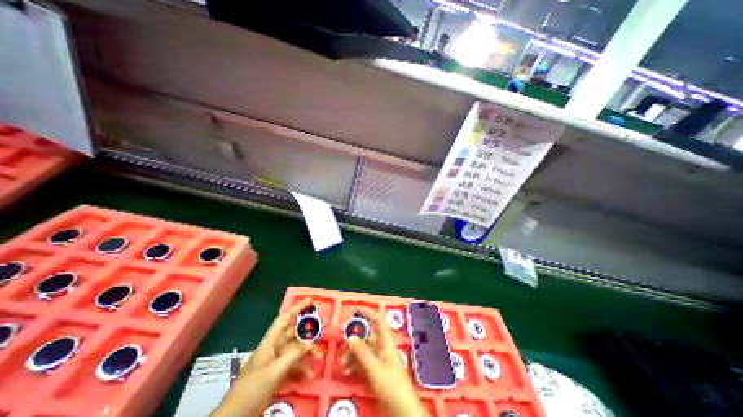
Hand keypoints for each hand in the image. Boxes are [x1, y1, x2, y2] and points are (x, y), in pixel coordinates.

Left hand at [212, 298, 322, 414]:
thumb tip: (310, 341)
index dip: (296, 308)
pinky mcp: (277, 374)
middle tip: (323, 329)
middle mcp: (275, 348)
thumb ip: (294, 354)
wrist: (236, 416)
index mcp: (270, 342)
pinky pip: (293, 366)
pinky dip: (302, 369)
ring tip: (319, 358)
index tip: (309, 301)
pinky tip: (309, 375)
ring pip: (296, 350)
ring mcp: (276, 361)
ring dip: (308, 353)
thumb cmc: (253, 387)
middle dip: (308, 332)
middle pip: (294, 334)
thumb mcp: (275, 370)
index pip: (284, 319)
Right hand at [340, 310, 430, 416]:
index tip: (357, 311)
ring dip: (352, 354)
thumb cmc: (391, 384)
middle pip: (367, 336)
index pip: (379, 321)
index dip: (369, 314)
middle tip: (341, 338)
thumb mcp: (375, 368)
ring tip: (342, 362)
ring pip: (363, 350)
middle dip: (354, 337)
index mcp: (386, 342)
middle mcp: (382, 347)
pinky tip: (346, 371)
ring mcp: (379, 359)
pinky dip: (355, 365)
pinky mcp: (376, 371)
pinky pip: (363, 362)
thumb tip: (350, 336)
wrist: (402, 409)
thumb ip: (362, 352)